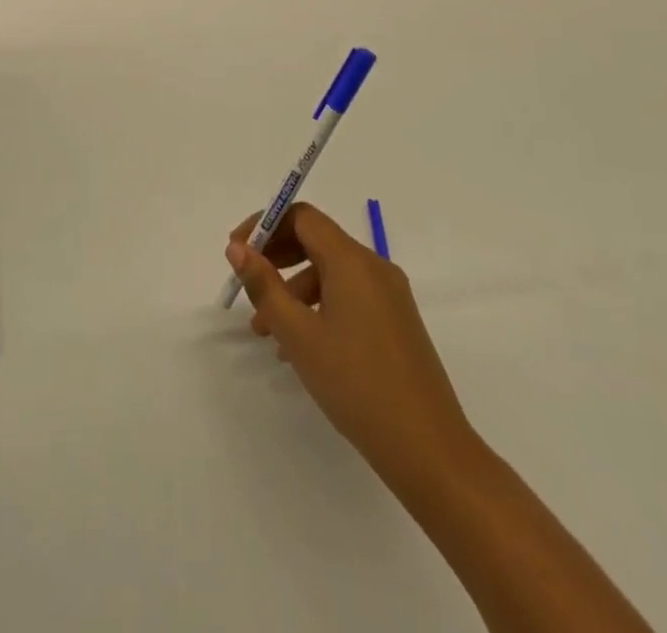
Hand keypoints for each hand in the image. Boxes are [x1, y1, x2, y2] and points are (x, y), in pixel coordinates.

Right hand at [226, 202, 478, 502]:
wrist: (429, 449)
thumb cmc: (355, 383)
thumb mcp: (298, 333)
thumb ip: (264, 285)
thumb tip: (238, 249)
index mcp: (352, 260)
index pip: (302, 217)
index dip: (266, 226)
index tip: (238, 252)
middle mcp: (374, 267)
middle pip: (316, 240)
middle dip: (277, 257)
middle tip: (248, 284)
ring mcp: (390, 295)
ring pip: (330, 272)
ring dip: (293, 289)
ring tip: (267, 331)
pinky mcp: (396, 321)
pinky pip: (348, 295)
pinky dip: (318, 306)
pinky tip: (300, 346)